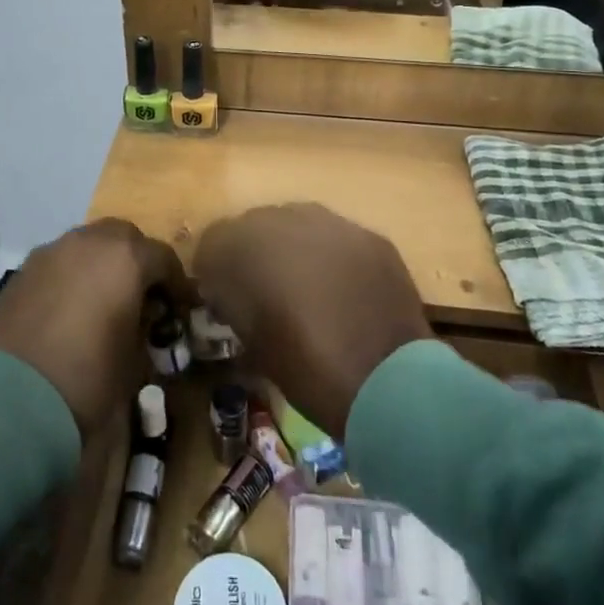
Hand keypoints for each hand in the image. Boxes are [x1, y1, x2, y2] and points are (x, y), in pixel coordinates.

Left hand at [0, 218, 176, 434]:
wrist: (8, 399)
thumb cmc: (87, 378)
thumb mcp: (134, 360)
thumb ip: (144, 327)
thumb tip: (142, 320)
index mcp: (126, 257)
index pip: (164, 258)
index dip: (176, 284)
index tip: (181, 307)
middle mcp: (89, 241)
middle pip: (124, 236)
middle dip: (137, 260)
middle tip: (141, 294)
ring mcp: (52, 252)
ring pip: (88, 244)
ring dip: (102, 263)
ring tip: (103, 299)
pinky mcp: (23, 270)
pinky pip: (60, 262)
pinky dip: (72, 275)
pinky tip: (70, 309)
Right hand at [192, 204, 430, 439]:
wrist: (390, 383)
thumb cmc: (308, 371)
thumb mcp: (252, 343)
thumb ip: (233, 302)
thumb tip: (227, 290)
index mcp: (249, 248)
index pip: (214, 240)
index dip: (213, 268)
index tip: (219, 293)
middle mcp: (288, 221)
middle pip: (254, 223)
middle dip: (251, 251)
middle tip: (261, 287)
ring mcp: (334, 224)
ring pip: (297, 221)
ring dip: (291, 246)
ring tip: (303, 283)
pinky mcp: (370, 235)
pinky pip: (336, 236)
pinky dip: (330, 255)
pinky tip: (340, 286)